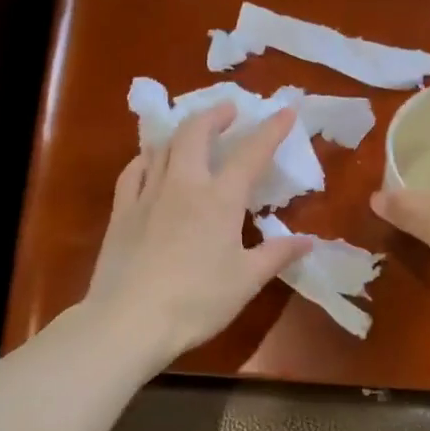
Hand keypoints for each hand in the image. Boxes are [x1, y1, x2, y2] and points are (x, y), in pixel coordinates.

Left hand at [85, 104, 312, 370]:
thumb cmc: (197, 301)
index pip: (251, 154)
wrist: (129, 320)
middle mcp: (183, 185)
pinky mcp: (121, 211)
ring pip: (162, 146)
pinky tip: (150, 162)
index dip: (270, 130)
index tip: (285, 110)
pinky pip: (133, 171)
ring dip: (181, 132)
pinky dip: (147, 158)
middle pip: (196, 133)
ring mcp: (148, 194)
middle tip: (229, 110)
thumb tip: (308, 241)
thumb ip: (277, 254)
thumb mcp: (247, 281)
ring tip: (192, 134)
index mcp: (219, 199)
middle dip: (215, 115)